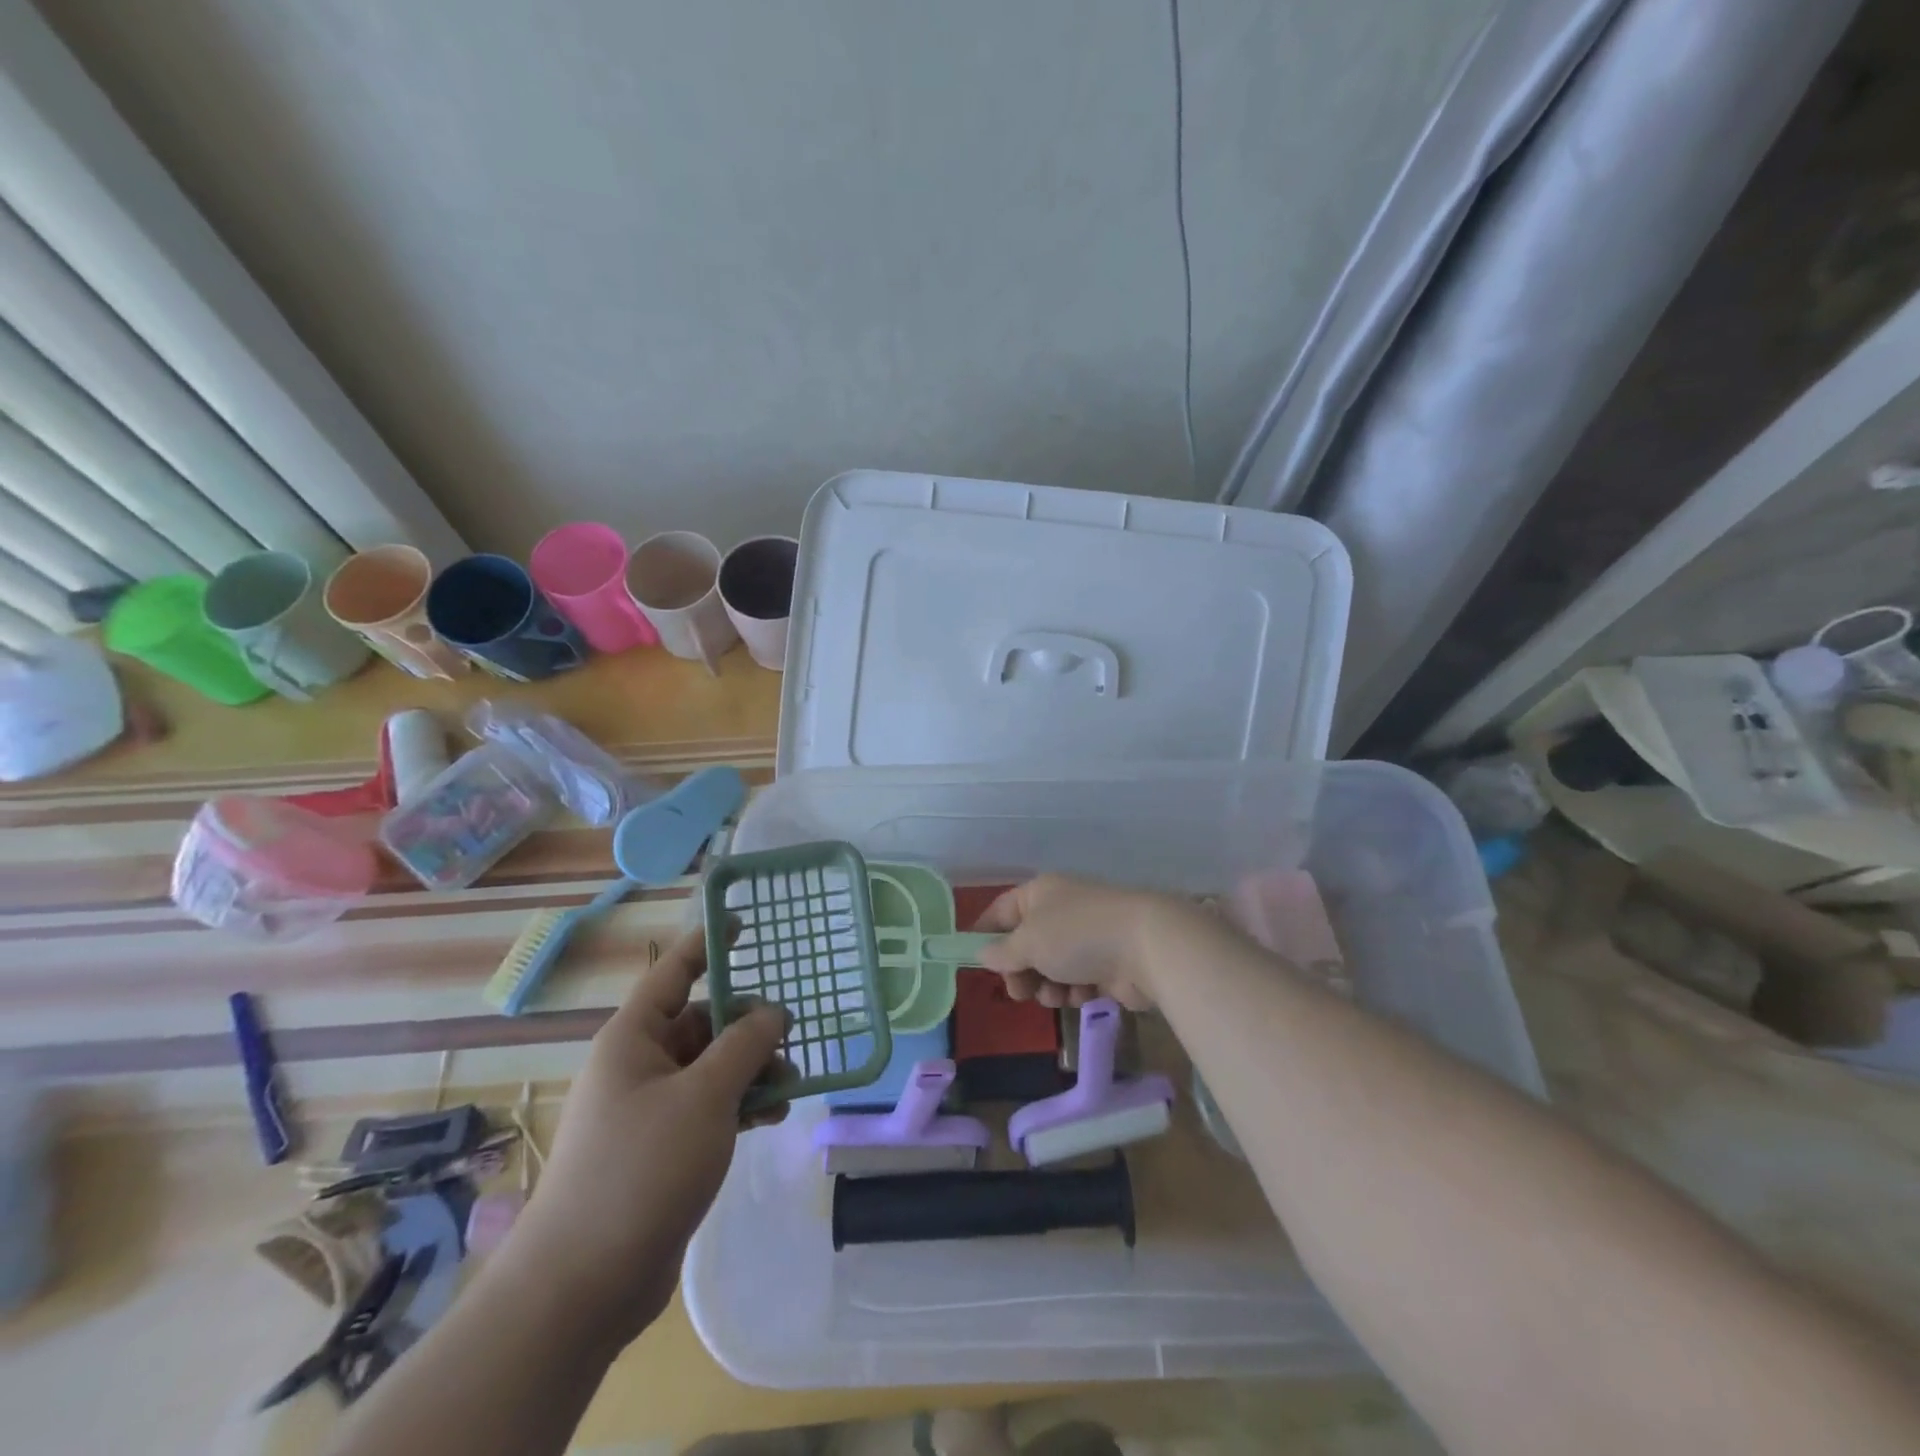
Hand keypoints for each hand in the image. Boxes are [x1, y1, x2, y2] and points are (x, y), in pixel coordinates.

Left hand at [504, 927, 787, 1343]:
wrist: (582, 1284)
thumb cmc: (641, 1169)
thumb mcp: (705, 1096)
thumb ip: (744, 1046)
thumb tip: (772, 1013)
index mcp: (634, 1038)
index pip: (674, 972)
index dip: (708, 944)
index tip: (744, 923)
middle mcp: (638, 1064)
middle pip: (702, 1023)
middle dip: (748, 1027)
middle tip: (790, 1039)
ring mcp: (648, 1108)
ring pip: (710, 1067)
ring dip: (750, 1070)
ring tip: (789, 1086)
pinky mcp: (659, 1148)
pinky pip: (708, 1106)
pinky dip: (739, 1104)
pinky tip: (771, 1117)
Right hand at [970, 874, 1208, 1010]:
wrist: (1146, 947)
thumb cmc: (1077, 935)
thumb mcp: (1029, 942)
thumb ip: (1002, 952)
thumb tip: (983, 953)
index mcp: (1039, 893)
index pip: (1001, 911)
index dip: (984, 934)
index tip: (972, 961)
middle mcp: (1061, 911)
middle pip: (1025, 945)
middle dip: (1020, 972)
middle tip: (1020, 992)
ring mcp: (1085, 937)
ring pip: (1050, 968)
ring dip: (1047, 986)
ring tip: (1056, 994)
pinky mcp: (1106, 963)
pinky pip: (1076, 981)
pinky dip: (1075, 990)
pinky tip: (1084, 994)